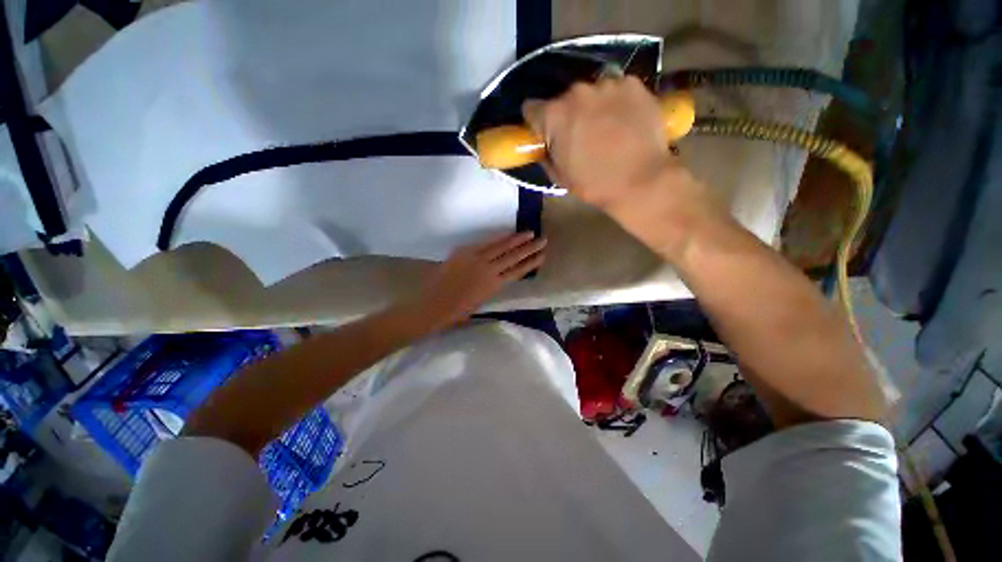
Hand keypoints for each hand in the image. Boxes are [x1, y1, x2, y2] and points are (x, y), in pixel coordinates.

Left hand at [415, 232, 546, 327]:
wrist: (434, 304)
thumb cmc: (457, 311)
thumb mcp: (480, 301)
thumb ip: (490, 286)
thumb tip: (497, 275)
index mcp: (494, 285)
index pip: (517, 271)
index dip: (530, 263)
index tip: (542, 256)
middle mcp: (489, 270)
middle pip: (513, 256)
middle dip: (529, 248)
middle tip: (543, 239)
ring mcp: (476, 259)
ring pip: (501, 247)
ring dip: (516, 239)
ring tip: (529, 233)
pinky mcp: (465, 252)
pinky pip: (485, 243)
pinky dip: (497, 238)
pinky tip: (506, 234)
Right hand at [523, 77, 721, 259]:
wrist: (641, 180)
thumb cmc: (594, 184)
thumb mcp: (559, 177)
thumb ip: (546, 155)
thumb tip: (546, 145)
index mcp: (553, 116)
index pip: (531, 109)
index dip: (537, 123)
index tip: (545, 134)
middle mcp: (576, 92)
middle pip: (563, 100)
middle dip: (567, 115)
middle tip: (579, 135)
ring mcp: (606, 84)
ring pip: (591, 93)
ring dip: (592, 107)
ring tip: (606, 129)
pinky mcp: (632, 84)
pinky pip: (616, 90)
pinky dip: (616, 102)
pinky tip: (625, 121)